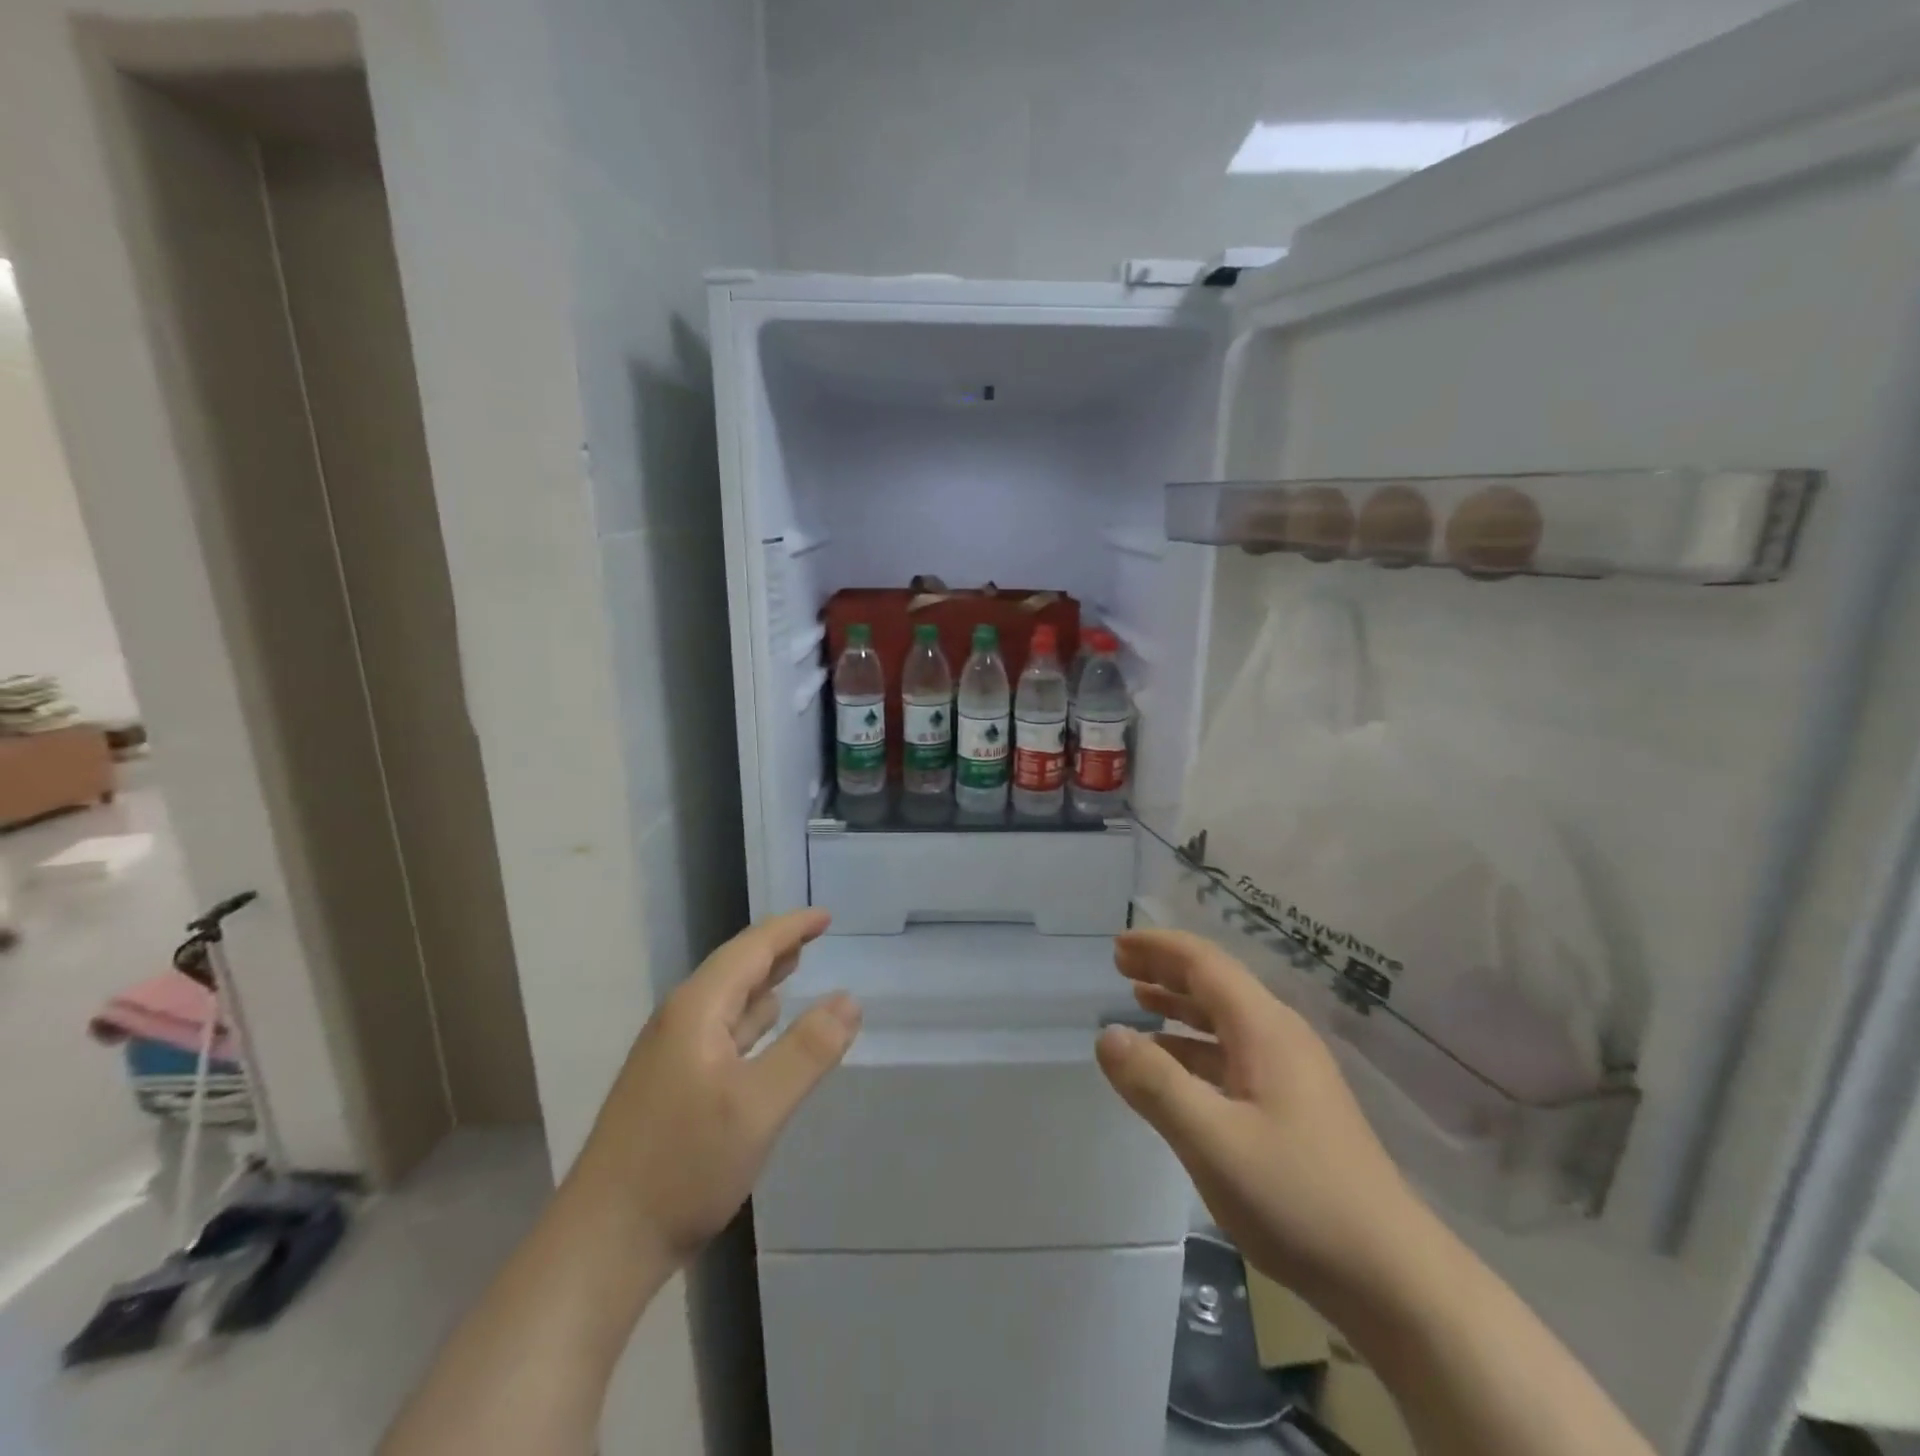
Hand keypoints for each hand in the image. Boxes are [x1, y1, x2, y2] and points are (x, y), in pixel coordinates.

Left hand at [568, 908, 861, 1263]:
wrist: (602, 1245)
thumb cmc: (683, 1166)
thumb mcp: (758, 1107)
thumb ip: (808, 1050)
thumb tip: (849, 999)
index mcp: (696, 1010)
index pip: (750, 949)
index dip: (790, 928)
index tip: (826, 916)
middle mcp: (679, 1022)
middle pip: (734, 969)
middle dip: (776, 948)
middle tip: (815, 935)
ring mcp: (670, 1056)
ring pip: (726, 1001)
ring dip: (762, 981)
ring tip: (793, 967)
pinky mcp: (670, 1088)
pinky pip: (719, 1032)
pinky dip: (749, 1018)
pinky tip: (760, 1029)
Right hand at [1095, 928, 1425, 1312]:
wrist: (1393, 1278)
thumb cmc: (1298, 1198)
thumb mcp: (1212, 1141)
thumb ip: (1156, 1084)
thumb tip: (1107, 1035)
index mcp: (1265, 1029)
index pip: (1205, 964)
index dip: (1159, 948)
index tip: (1117, 944)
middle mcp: (1280, 1037)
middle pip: (1216, 984)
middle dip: (1167, 969)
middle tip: (1120, 965)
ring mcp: (1292, 1073)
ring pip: (1226, 1020)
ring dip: (1180, 1006)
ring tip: (1139, 1000)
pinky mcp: (1295, 1106)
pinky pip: (1234, 1054)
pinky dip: (1196, 1046)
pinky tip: (1175, 1066)